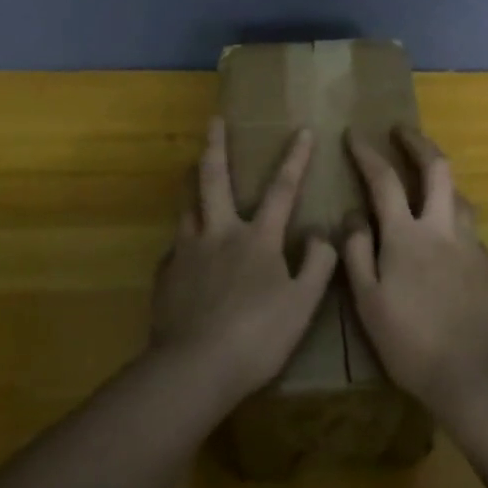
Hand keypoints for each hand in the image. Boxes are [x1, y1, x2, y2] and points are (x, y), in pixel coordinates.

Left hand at [151, 117, 337, 405]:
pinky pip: (176, 247)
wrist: (195, 368)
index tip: (301, 129)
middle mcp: (219, 234)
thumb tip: (320, 233)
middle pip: (215, 180)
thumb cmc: (257, 336)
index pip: (282, 190)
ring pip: (188, 206)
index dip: (295, 158)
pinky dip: (183, 239)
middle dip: (216, 146)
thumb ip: (318, 264)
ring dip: (192, 184)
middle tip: (214, 120)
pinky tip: (183, 249)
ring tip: (190, 171)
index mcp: (257, 239)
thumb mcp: (303, 304)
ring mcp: (187, 252)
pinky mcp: (166, 275)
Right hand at [343, 127, 487, 421]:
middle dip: (418, 142)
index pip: (384, 179)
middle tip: (402, 130)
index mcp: (406, 235)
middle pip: (437, 168)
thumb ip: (357, 251)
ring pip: (459, 194)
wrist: (471, 374)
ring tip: (425, 179)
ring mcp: (470, 244)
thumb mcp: (367, 299)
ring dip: (441, 178)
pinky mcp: (487, 265)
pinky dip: (453, 215)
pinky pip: (469, 226)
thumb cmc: (409, 340)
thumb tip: (352, 214)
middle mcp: (442, 228)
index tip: (354, 134)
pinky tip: (445, 234)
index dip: (367, 152)